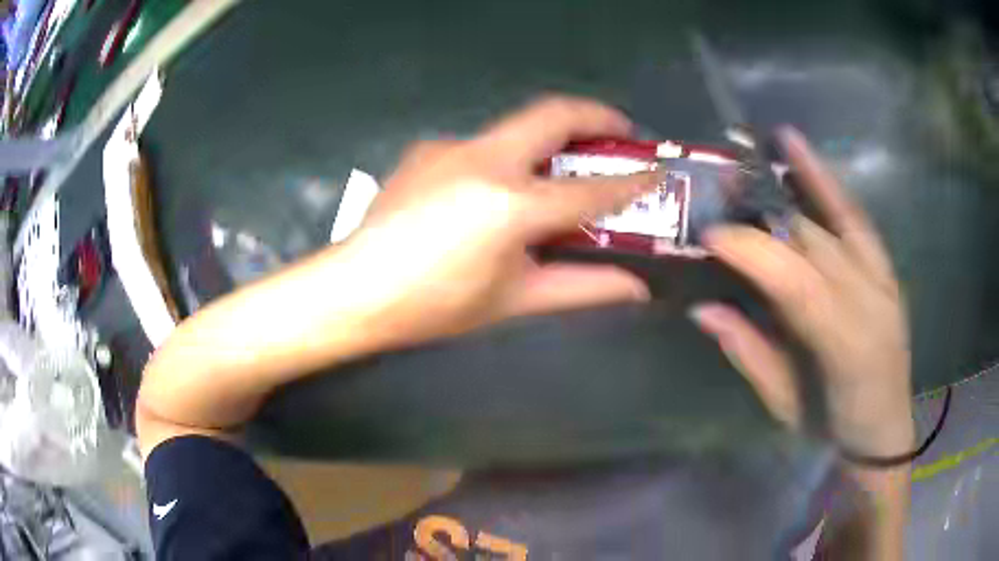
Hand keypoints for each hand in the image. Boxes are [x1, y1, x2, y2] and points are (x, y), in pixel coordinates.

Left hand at [339, 96, 659, 349]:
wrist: (355, 290)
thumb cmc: (436, 305)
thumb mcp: (514, 299)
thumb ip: (582, 287)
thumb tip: (636, 288)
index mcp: (511, 205)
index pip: (590, 189)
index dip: (632, 181)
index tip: (657, 172)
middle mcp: (484, 160)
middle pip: (553, 113)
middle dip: (596, 115)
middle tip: (621, 130)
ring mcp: (450, 147)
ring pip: (516, 127)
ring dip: (550, 138)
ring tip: (565, 165)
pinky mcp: (427, 149)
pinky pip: (481, 146)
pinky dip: (506, 159)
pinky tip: (495, 192)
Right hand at [690, 127, 913, 458]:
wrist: (883, 432)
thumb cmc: (831, 426)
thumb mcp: (785, 406)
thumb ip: (751, 354)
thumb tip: (704, 309)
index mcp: (846, 346)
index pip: (797, 283)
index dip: (753, 253)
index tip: (709, 234)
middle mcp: (871, 301)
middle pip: (814, 243)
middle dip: (764, 212)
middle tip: (720, 189)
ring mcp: (883, 278)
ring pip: (837, 218)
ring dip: (798, 178)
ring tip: (762, 144)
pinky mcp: (886, 269)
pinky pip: (857, 218)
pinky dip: (829, 184)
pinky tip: (803, 151)